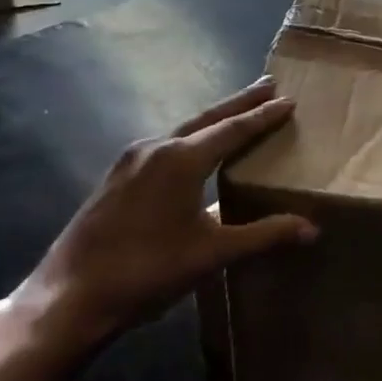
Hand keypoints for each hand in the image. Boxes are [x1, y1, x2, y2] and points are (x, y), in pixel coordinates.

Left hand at [11, 79, 315, 354]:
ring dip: (214, 120)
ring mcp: (131, 160)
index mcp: (182, 159)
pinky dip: (191, 138)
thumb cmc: (147, 271)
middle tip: (268, 85)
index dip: (263, 116)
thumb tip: (312, 228)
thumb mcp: (211, 254)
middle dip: (240, 102)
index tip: (289, 100)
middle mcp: (156, 147)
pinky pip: (164, 145)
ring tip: (238, 114)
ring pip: (184, 130)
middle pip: (208, 117)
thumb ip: (263, 235)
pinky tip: (195, 151)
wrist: (69, 295)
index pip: (233, 129)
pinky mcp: (117, 176)